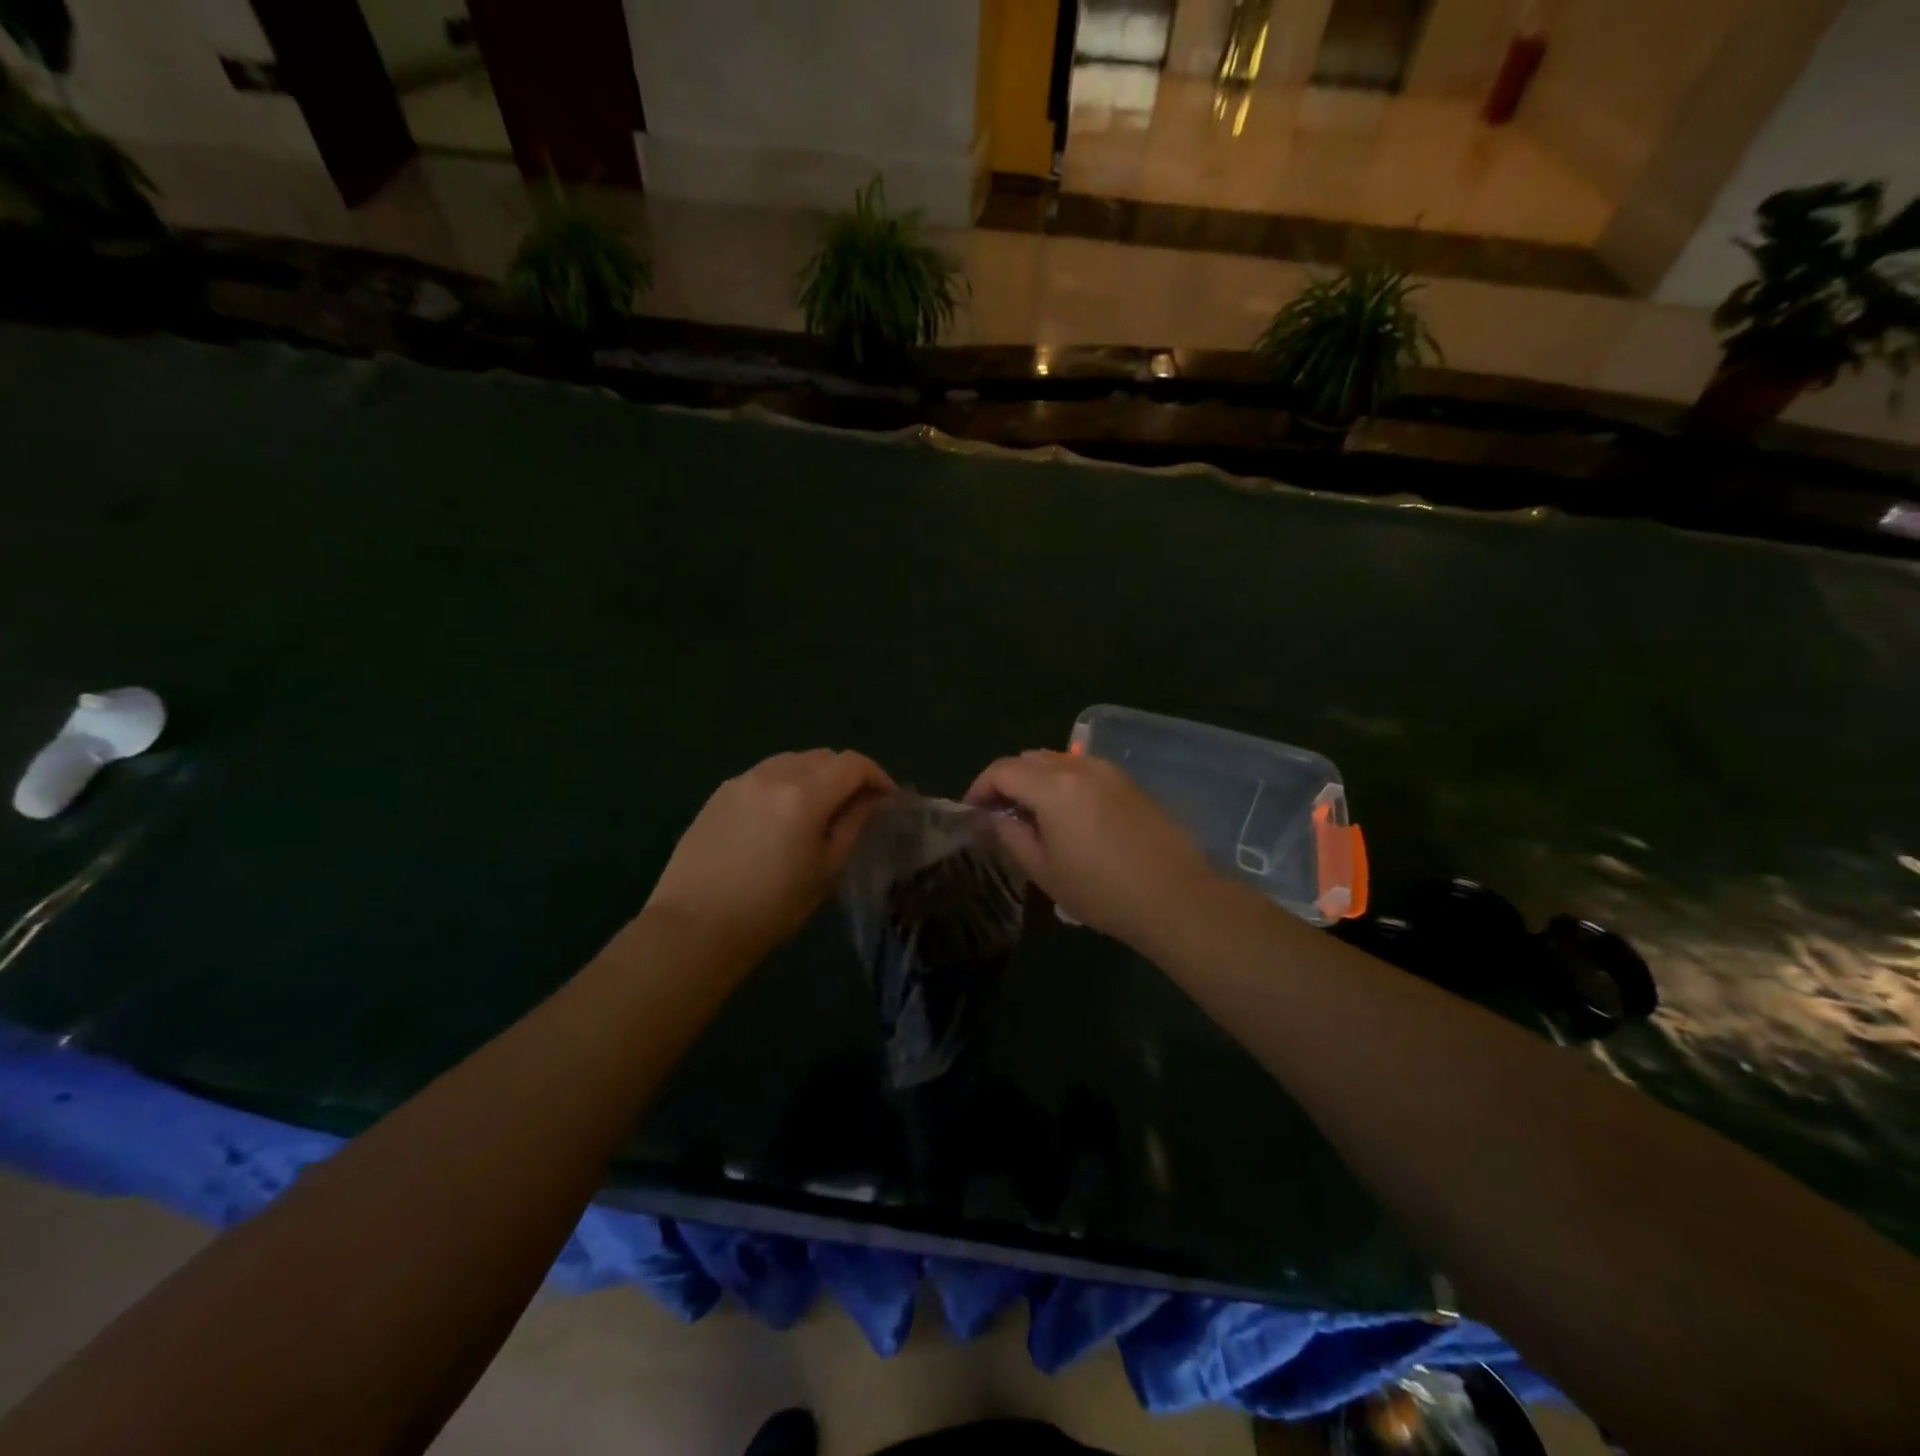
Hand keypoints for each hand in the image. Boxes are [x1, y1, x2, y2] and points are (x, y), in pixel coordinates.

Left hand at [647, 749, 893, 960]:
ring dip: (816, 776)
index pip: (853, 764)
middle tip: (857, 806)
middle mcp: (773, 774)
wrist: (696, 926)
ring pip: (792, 761)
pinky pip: (765, 774)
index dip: (878, 776)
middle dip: (847, 775)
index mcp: (804, 794)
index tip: (887, 800)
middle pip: (824, 756)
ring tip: (820, 809)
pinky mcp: (720, 792)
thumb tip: (872, 799)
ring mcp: (742, 780)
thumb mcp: (827, 870)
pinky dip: (786, 783)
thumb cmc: (772, 907)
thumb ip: (854, 824)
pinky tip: (782, 816)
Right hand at [966, 750, 1216, 948]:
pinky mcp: (1129, 782)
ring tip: (1033, 814)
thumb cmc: (1102, 891)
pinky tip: (1069, 814)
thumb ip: (1012, 835)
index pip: (1002, 770)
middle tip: (1001, 814)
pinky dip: (1064, 782)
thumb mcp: (1044, 870)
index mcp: (1053, 787)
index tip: (973, 811)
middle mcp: (1079, 767)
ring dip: (1036, 779)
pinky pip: (1084, 770)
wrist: (1175, 897)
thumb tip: (999, 816)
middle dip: (1007, 780)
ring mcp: (1108, 771)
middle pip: (1029, 759)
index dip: (980, 787)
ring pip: (1058, 760)